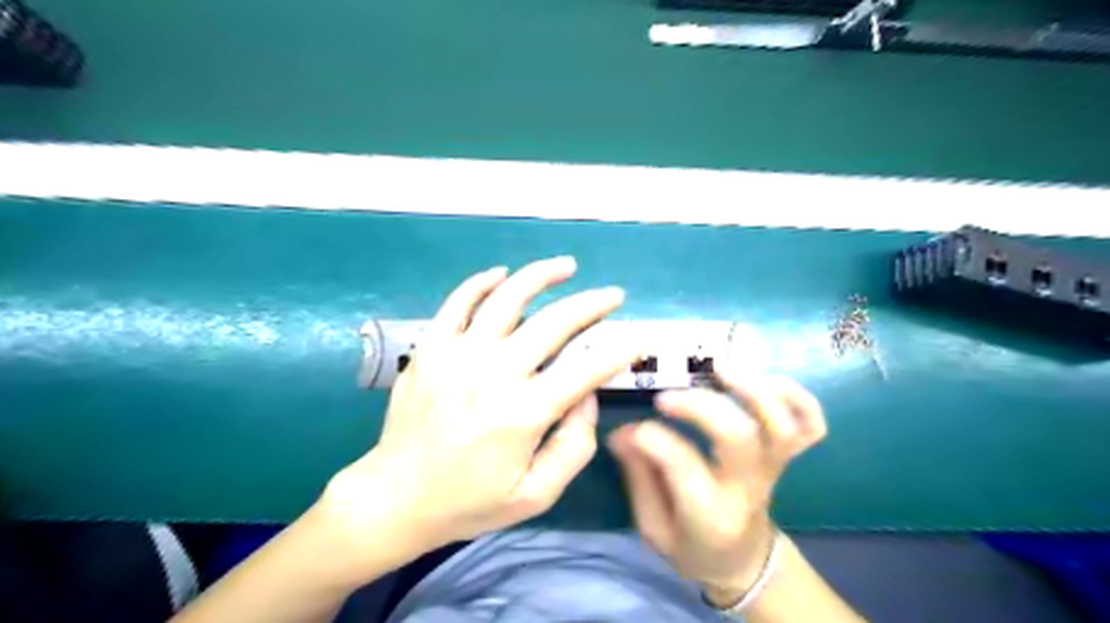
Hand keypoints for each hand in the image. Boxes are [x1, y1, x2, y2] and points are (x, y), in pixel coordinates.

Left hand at [322, 259, 636, 569]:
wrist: (395, 497)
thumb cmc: (469, 501)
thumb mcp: (535, 495)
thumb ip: (573, 448)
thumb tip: (588, 397)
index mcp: (524, 413)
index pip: (585, 369)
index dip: (618, 351)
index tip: (637, 340)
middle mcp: (494, 374)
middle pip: (554, 323)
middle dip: (592, 304)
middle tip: (613, 295)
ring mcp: (458, 355)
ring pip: (507, 299)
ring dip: (541, 276)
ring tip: (566, 266)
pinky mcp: (431, 347)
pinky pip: (458, 302)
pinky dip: (482, 282)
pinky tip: (502, 273)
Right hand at [607, 366, 821, 603]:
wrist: (743, 560)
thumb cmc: (692, 545)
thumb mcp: (653, 527)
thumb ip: (639, 477)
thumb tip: (622, 432)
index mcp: (710, 514)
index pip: (681, 464)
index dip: (651, 438)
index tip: (629, 431)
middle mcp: (747, 487)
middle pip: (738, 436)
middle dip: (700, 406)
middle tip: (665, 397)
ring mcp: (773, 468)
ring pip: (780, 426)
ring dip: (752, 389)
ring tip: (718, 367)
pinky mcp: (787, 456)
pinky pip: (811, 425)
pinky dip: (799, 397)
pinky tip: (767, 379)